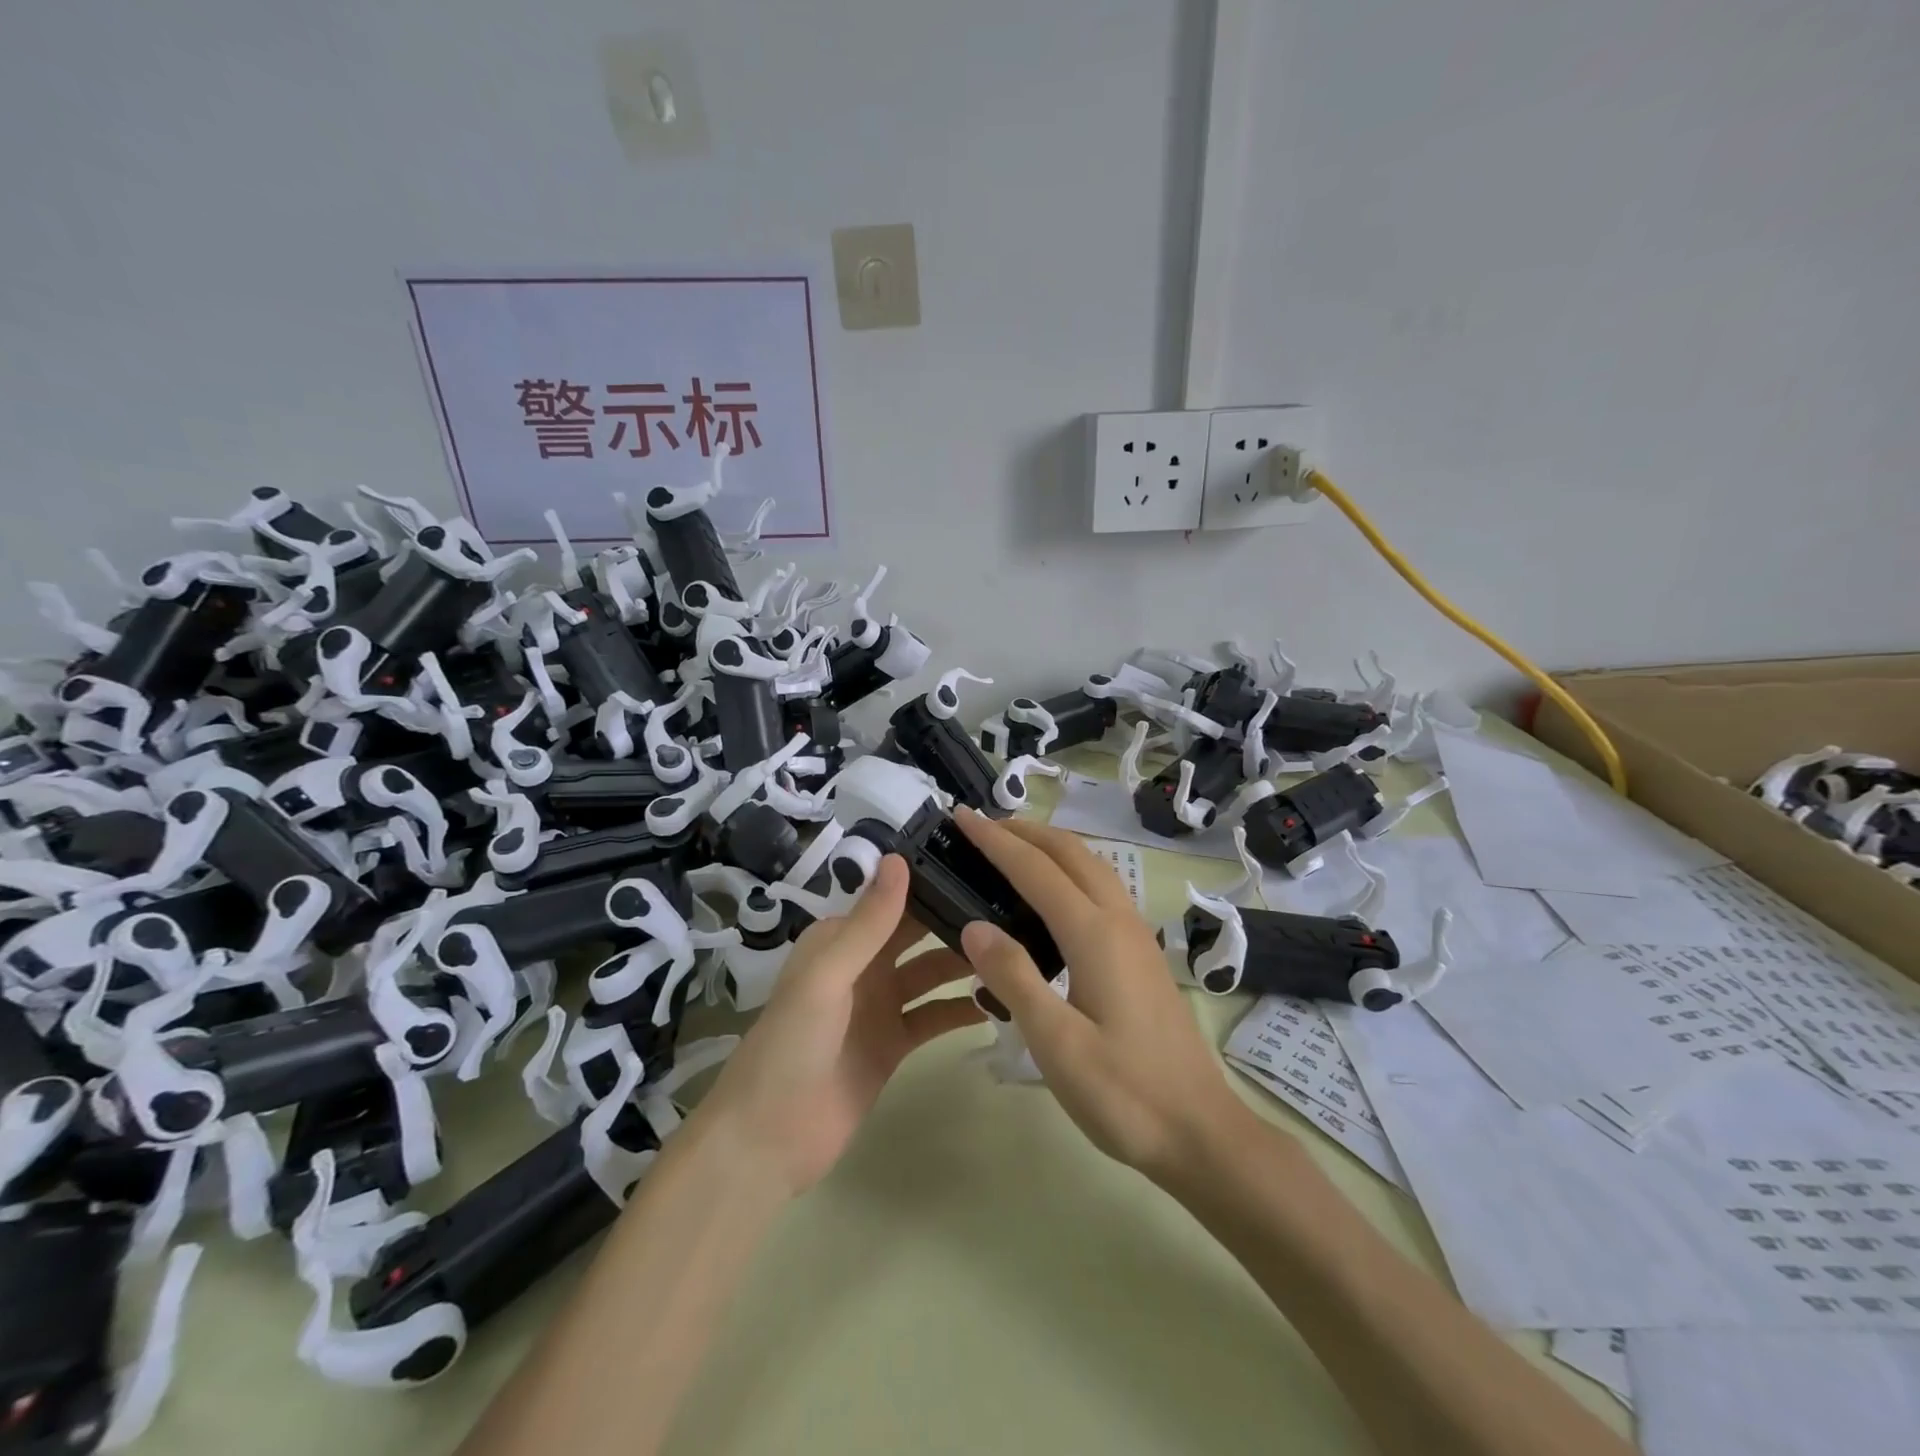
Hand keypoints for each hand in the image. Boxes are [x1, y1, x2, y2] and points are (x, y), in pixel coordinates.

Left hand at [692, 855, 983, 1197]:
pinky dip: (960, 1009)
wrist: (768, 1140)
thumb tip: (899, 858)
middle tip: (1012, 910)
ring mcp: (880, 1006)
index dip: (932, 885)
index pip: (893, 901)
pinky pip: (933, 1017)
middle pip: (917, 935)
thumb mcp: (828, 976)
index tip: (984, 870)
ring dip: (964, 964)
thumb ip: (869, 922)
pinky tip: (998, 1002)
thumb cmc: (791, 1045)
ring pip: (931, 974)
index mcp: (840, 940)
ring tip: (1015, 954)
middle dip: (955, 922)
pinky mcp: (894, 1044)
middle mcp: (862, 965)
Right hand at [955, 808, 1255, 1184]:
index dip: (995, 840)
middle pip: (1071, 852)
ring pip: (1092, 866)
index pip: (1035, 869)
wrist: (1201, 1131)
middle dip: (1025, 830)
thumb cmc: (1125, 1094)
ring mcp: (1137, 935)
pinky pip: (1102, 888)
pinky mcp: (1142, 954)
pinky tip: (1053, 896)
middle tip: (981, 826)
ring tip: (1012, 849)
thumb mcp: (1057, 1044)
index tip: (961, 816)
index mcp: (1094, 934)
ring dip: (1050, 846)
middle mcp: (1119, 921)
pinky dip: (1070, 870)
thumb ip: (1014, 978)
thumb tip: (973, 926)